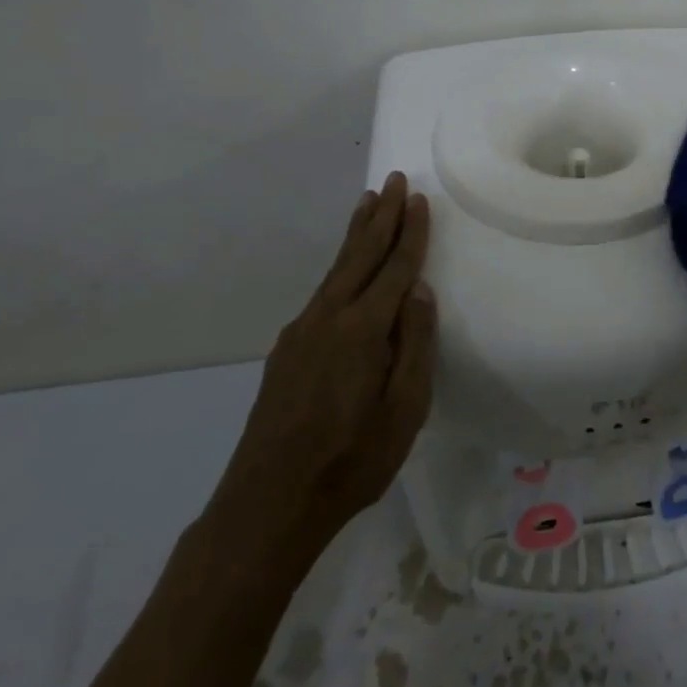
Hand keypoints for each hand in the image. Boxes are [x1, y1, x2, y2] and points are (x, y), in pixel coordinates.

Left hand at [210, 172, 437, 561]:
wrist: (267, 506)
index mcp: (362, 330)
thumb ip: (414, 345)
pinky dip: (340, 266)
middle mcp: (328, 319)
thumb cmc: (351, 461)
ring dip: (355, 235)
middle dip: (380, 217)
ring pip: (336, 270)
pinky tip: (344, 269)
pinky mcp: (286, 352)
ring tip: (367, 204)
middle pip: (359, 255)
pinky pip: (322, 292)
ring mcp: (301, 333)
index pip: (394, 268)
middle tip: (392, 181)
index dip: (409, 233)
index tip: (418, 200)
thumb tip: (418, 291)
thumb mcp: (404, 410)